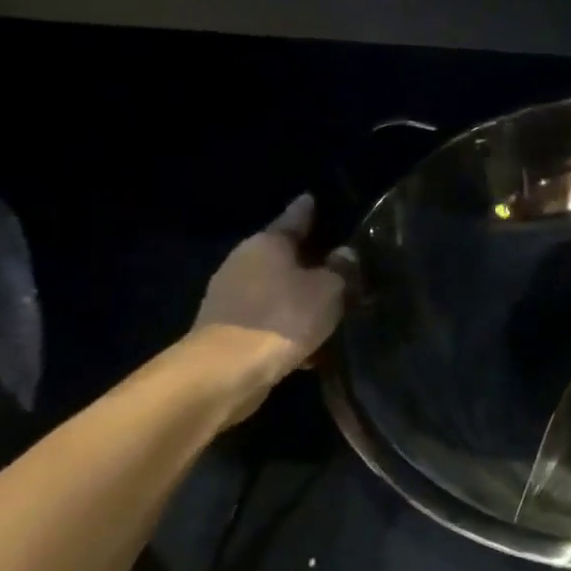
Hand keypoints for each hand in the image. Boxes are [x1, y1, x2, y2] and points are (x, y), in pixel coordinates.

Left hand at [190, 195, 354, 417]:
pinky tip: (313, 345)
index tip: (314, 198)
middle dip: (310, 260)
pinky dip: (290, 327)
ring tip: (333, 308)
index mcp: (267, 243)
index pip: (294, 217)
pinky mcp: (229, 330)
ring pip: (278, 290)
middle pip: (285, 255)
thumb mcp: (329, 290)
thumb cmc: (282, 318)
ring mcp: (232, 297)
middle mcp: (244, 262)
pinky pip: (270, 320)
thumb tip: (344, 255)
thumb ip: (342, 270)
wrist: (226, 372)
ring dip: (301, 298)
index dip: (309, 210)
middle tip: (342, 262)